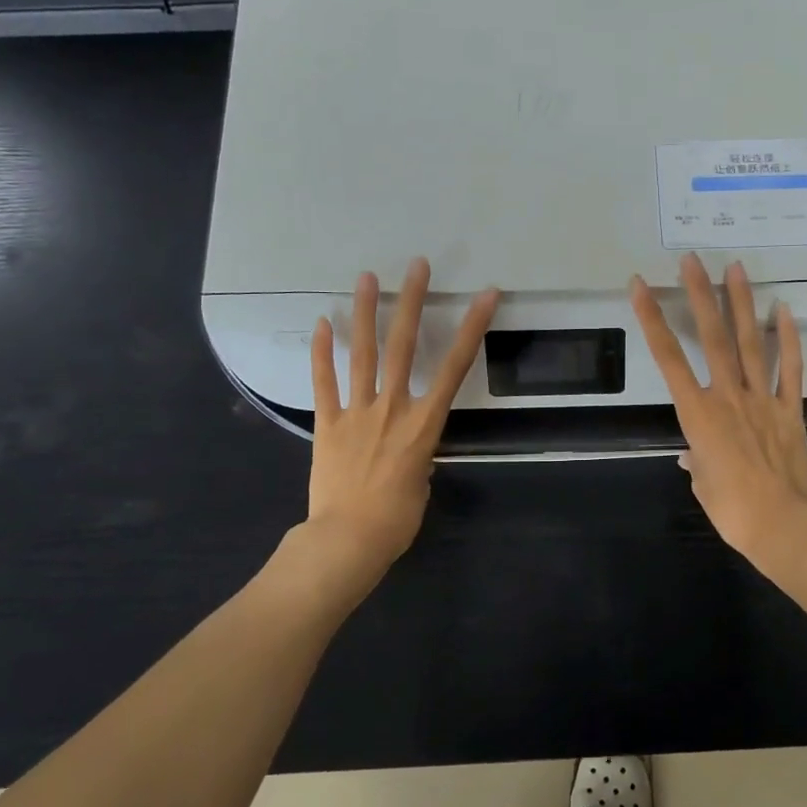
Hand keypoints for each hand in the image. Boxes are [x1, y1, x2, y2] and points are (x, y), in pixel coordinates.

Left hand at [306, 258, 497, 572]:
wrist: (347, 540)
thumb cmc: (396, 520)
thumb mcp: (421, 482)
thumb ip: (418, 452)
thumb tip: (409, 444)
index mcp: (424, 424)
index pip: (454, 367)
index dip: (472, 328)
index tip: (485, 296)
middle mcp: (392, 407)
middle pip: (403, 346)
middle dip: (412, 302)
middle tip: (416, 266)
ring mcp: (357, 412)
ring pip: (362, 354)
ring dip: (365, 313)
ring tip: (366, 277)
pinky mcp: (327, 423)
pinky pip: (324, 382)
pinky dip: (321, 352)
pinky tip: (321, 322)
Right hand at [630, 254, 806, 565]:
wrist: (782, 524)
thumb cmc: (731, 510)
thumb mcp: (701, 483)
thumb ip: (695, 460)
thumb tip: (691, 454)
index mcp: (697, 414)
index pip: (668, 359)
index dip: (652, 320)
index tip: (641, 287)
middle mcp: (728, 396)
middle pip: (712, 338)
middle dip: (700, 296)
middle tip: (693, 260)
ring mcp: (762, 399)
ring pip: (751, 343)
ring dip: (742, 304)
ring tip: (736, 269)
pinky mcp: (790, 409)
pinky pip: (791, 368)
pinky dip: (789, 338)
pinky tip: (784, 310)